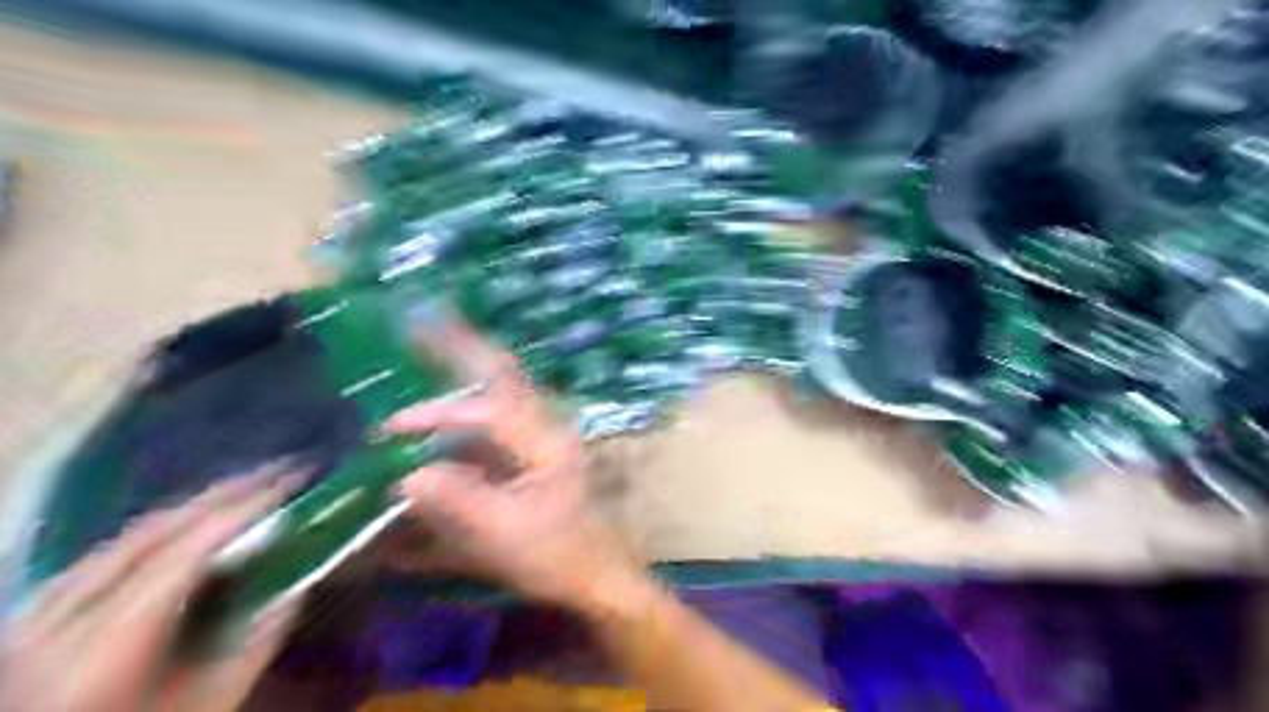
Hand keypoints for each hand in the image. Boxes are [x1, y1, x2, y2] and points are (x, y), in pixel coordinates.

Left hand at [1, 468, 304, 711]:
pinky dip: (162, 528)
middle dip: (224, 494)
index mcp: (107, 648)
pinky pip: (109, 551)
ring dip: (196, 505)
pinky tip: (193, 521)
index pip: (185, 554)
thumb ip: (259, 641)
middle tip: (281, 471)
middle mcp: (63, 620)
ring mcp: (38, 614)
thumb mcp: (211, 703)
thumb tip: (302, 582)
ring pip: (129, 536)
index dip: (241, 511)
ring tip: (249, 487)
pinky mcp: (33, 615)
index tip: (291, 484)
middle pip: (155, 532)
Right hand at [382, 337, 645, 608]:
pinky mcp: (529, 452)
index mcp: (543, 441)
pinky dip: (466, 409)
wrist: (596, 576)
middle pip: (503, 374)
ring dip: (464, 370)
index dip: (438, 414)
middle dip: (464, 345)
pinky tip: (441, 410)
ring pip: (500, 389)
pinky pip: (495, 418)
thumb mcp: (502, 535)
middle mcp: (542, 427)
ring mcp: (537, 437)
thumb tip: (408, 476)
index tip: (393, 428)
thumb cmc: (555, 556)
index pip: (488, 409)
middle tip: (426, 319)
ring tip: (427, 344)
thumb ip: (456, 503)